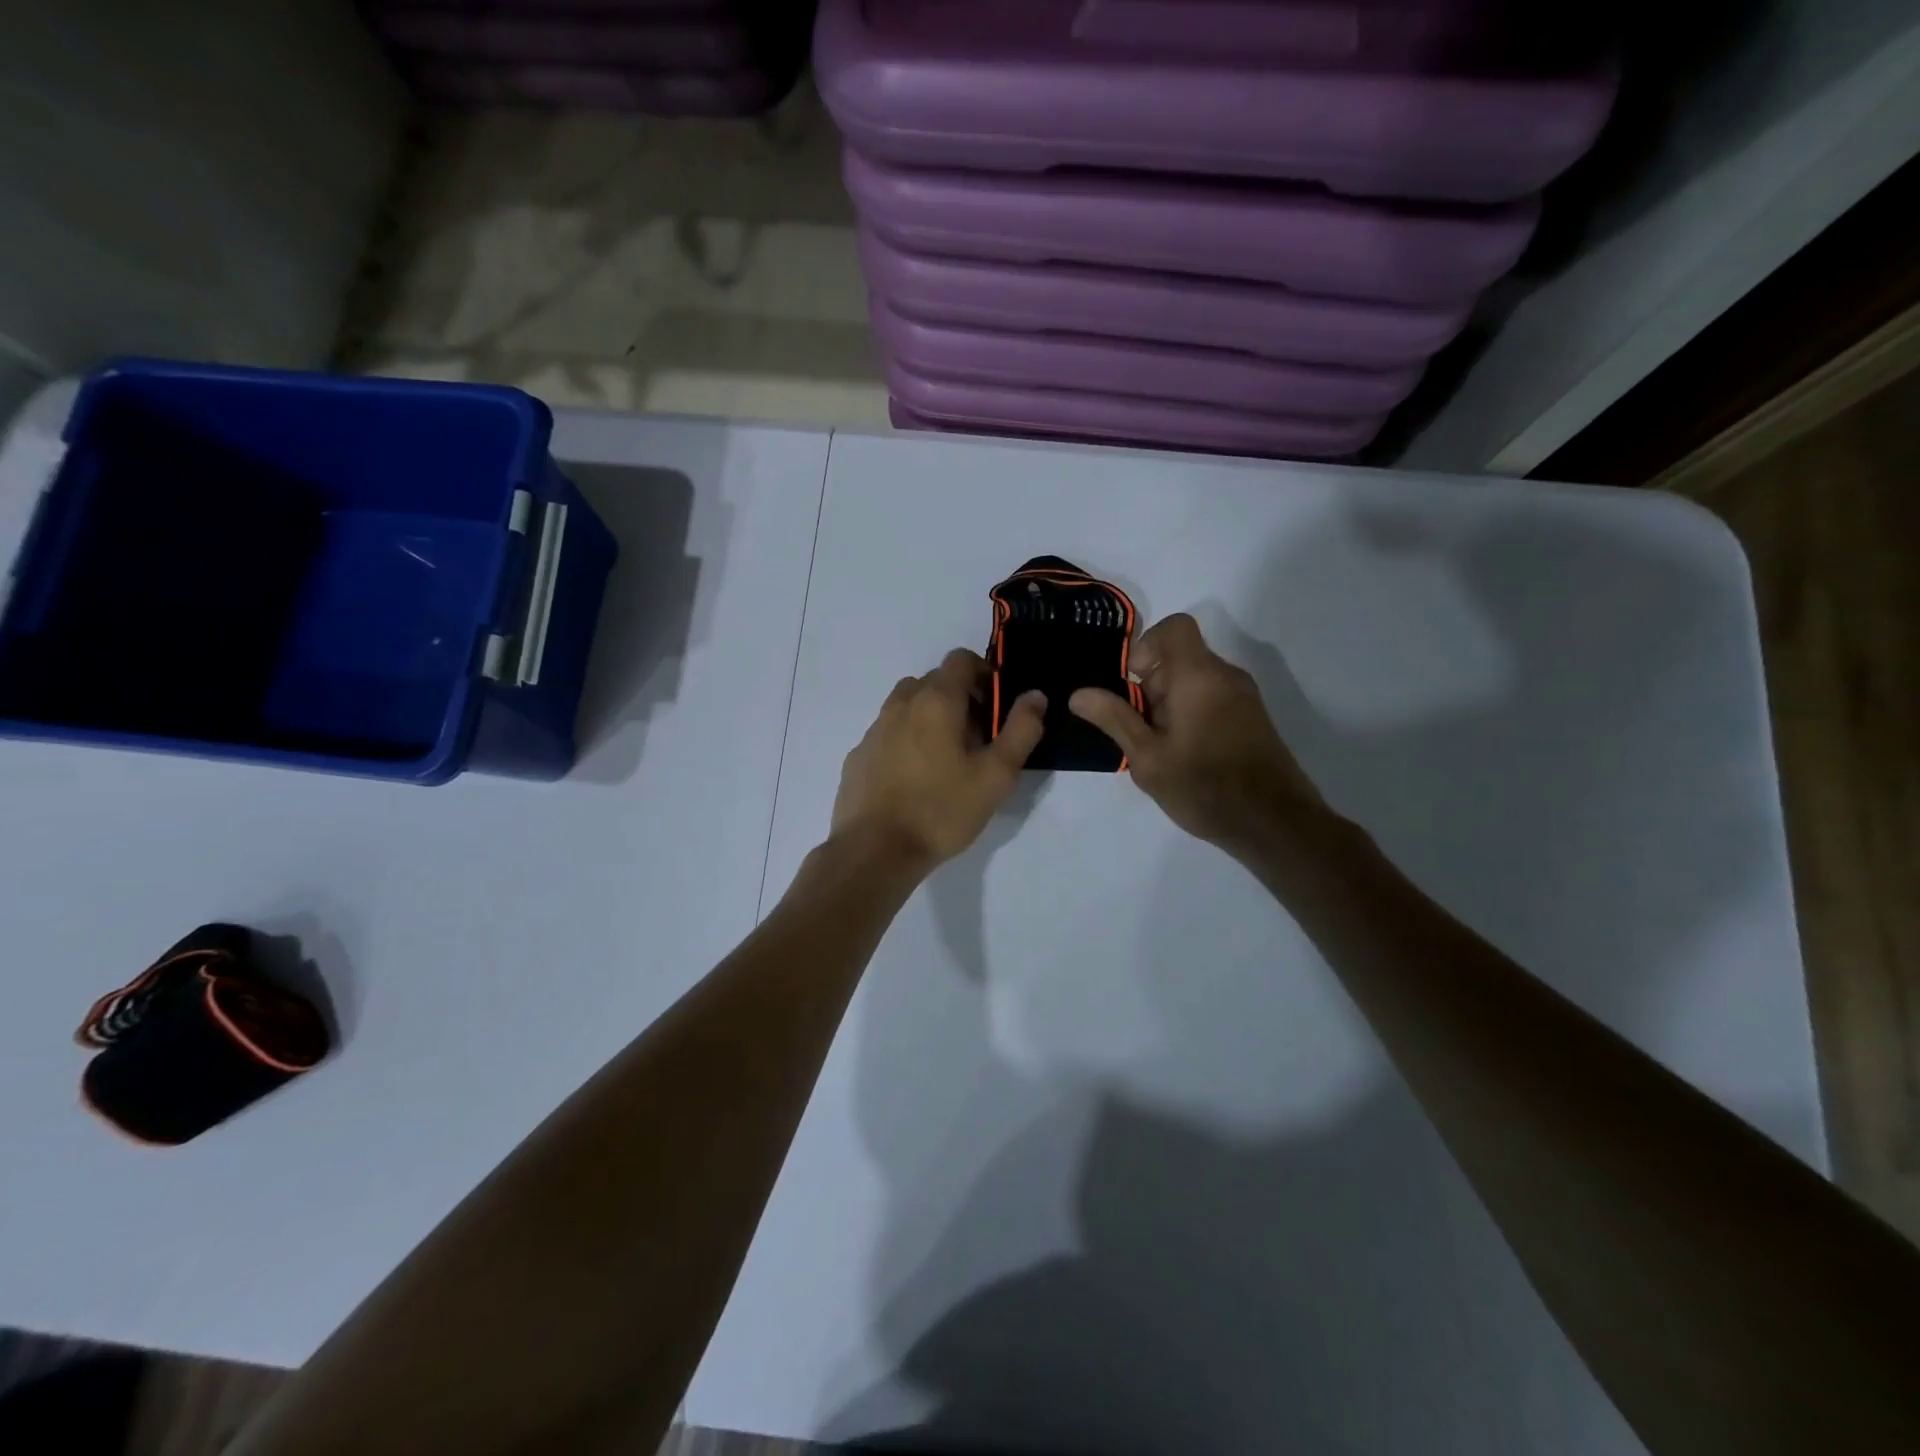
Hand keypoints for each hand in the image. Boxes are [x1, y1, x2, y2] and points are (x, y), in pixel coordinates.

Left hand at [832, 649, 1046, 871]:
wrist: (875, 850)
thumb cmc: (942, 809)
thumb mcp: (996, 775)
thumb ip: (1021, 730)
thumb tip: (1035, 695)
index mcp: (936, 701)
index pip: (960, 659)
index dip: (983, 673)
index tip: (994, 706)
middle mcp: (901, 704)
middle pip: (933, 681)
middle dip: (959, 698)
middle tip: (977, 738)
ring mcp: (874, 730)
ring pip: (907, 706)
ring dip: (929, 718)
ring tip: (945, 759)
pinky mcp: (858, 756)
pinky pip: (888, 734)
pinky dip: (905, 741)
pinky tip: (914, 779)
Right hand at [1068, 614, 1326, 852]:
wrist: (1275, 824)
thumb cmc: (1204, 787)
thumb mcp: (1148, 758)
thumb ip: (1114, 719)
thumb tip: (1079, 693)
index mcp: (1199, 676)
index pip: (1174, 627)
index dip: (1145, 646)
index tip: (1131, 685)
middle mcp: (1226, 675)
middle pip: (1180, 657)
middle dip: (1150, 686)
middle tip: (1140, 731)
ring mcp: (1244, 697)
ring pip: (1194, 680)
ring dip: (1168, 704)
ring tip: (1160, 749)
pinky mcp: (1252, 718)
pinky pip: (1212, 698)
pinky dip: (1190, 714)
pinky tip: (1184, 756)